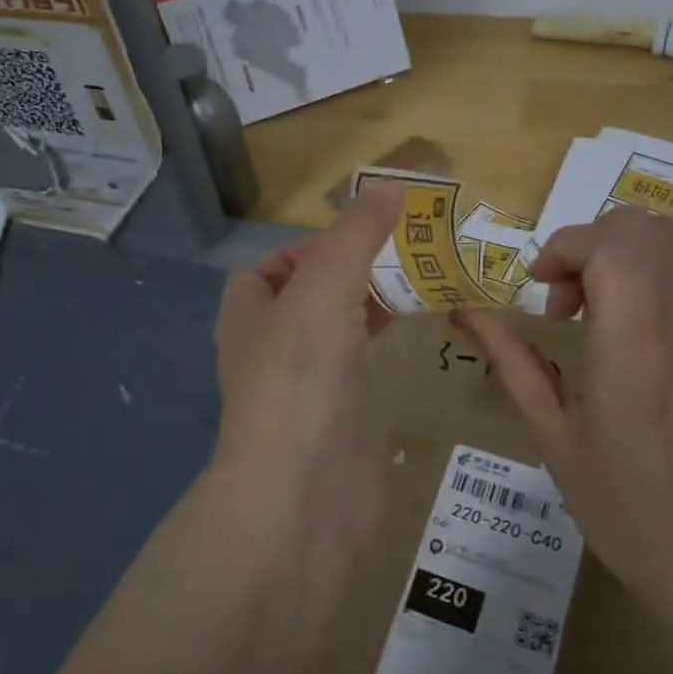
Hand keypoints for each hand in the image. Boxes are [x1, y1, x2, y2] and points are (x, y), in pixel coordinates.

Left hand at [210, 183, 402, 528]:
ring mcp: (304, 387)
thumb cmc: (299, 374)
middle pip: (312, 295)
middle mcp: (269, 348)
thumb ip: (356, 235)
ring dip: (373, 307)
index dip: (313, 245)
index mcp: (247, 312)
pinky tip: (418, 336)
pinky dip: (384, 346)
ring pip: (339, 331)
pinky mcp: (337, 419)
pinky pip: (361, 367)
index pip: (272, 266)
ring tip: (424, 285)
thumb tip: (392, 184)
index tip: (364, 234)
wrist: (302, 489)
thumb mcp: (324, 285)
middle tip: (409, 254)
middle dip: (355, 272)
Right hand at [454, 207, 672, 595]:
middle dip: (590, 245)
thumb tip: (464, 312)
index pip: (608, 244)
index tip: (540, 290)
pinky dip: (652, 276)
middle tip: (566, 303)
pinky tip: (634, 331)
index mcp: (632, 343)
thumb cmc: (618, 500)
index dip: (564, 249)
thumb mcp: (549, 431)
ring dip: (621, 257)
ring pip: (672, 241)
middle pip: (642, 226)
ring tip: (598, 314)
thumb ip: (510, 359)